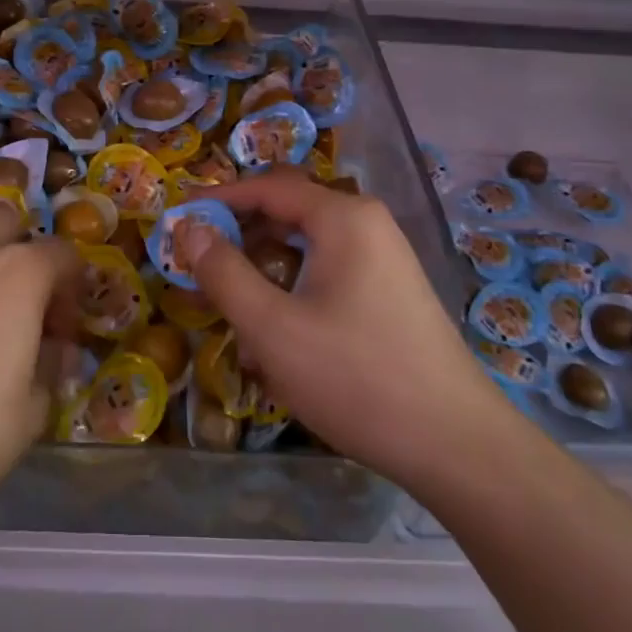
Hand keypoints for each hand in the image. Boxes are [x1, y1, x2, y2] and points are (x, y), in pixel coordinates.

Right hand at [189, 167, 504, 494]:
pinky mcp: (390, 290)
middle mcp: (367, 224)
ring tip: (230, 304)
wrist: (455, 444)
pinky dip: (294, 288)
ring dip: (264, 267)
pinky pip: (329, 272)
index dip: (217, 198)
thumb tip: (189, 228)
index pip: (267, 188)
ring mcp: (384, 258)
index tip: (176, 216)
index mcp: (343, 217)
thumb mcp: (273, 328)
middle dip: (239, 235)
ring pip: (307, 246)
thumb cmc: (355, 377)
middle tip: (197, 264)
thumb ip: (224, 272)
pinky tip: (276, 333)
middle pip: (288, 212)